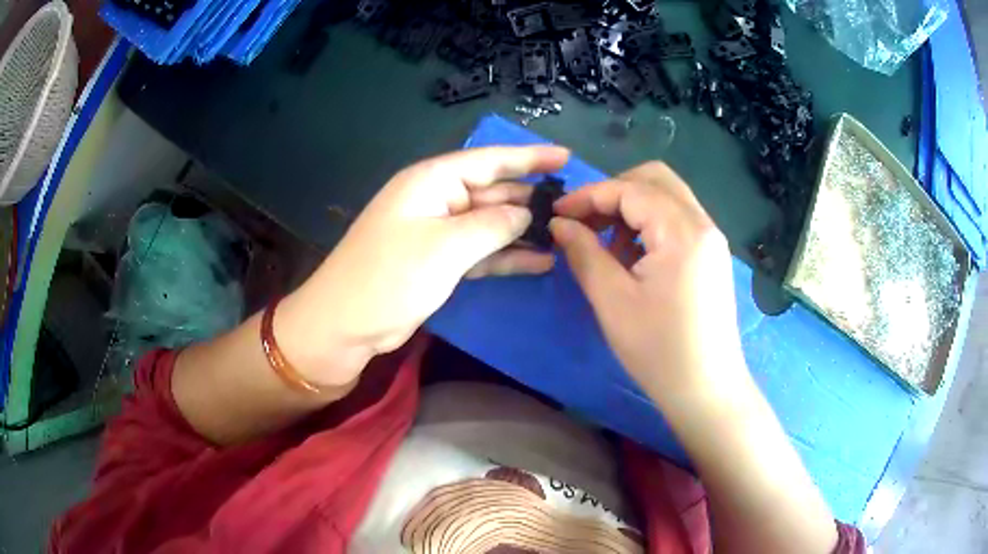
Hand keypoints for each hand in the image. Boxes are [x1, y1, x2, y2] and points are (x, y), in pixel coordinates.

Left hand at [278, 146, 567, 386]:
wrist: (345, 324)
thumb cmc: (390, 276)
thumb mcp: (447, 246)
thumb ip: (493, 225)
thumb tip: (526, 214)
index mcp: (433, 181)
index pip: (490, 160)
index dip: (530, 157)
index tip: (567, 157)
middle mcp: (437, 199)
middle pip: (493, 191)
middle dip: (531, 198)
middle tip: (575, 208)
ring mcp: (438, 232)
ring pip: (490, 224)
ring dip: (524, 230)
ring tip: (566, 235)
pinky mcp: (440, 262)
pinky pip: (482, 251)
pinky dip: (507, 256)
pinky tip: (541, 262)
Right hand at [550, 162, 746, 405]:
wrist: (706, 389)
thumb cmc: (658, 350)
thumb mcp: (612, 301)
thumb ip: (584, 252)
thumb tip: (560, 223)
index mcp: (682, 231)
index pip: (631, 189)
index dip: (589, 195)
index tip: (558, 213)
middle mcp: (702, 224)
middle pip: (655, 179)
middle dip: (614, 191)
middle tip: (585, 220)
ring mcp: (711, 239)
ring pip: (668, 197)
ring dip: (632, 207)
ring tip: (607, 243)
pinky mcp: (711, 256)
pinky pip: (678, 220)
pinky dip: (650, 224)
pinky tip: (633, 256)